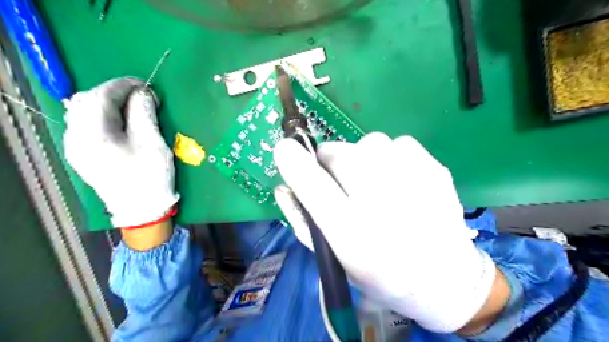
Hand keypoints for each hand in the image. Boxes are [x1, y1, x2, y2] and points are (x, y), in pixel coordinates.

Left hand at [63, 77, 178, 228]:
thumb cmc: (151, 177)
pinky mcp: (82, 154)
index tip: (147, 86)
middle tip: (141, 97)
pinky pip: (86, 125)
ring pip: (83, 112)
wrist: (142, 210)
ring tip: (132, 107)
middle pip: (86, 101)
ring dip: (107, 103)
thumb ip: (144, 113)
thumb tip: (143, 93)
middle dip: (114, 93)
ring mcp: (76, 147)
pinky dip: (102, 116)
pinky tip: (119, 121)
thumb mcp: (153, 143)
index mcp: (93, 135)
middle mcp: (76, 138)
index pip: (100, 96)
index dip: (124, 86)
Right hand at [275, 132, 499, 331]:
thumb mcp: (335, 259)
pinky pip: (397, 143)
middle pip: (338, 152)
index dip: (293, 161)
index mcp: (352, 233)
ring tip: (376, 185)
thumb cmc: (381, 274)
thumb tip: (283, 186)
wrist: (445, 279)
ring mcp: (413, 181)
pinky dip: (391, 157)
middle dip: (331, 163)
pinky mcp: (435, 168)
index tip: (285, 149)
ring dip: (362, 159)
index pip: (311, 183)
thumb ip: (303, 222)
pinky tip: (401, 181)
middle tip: (343, 183)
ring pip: (368, 142)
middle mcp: (381, 203)